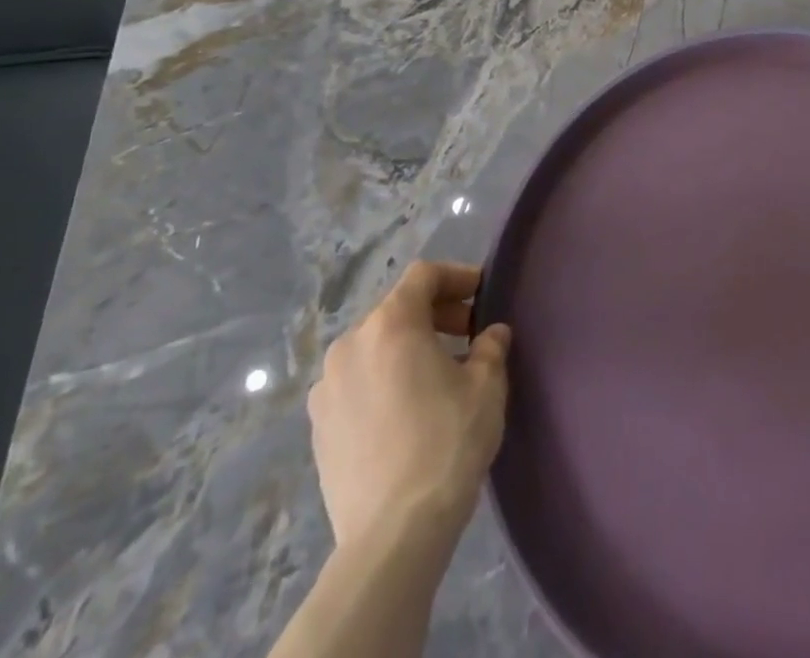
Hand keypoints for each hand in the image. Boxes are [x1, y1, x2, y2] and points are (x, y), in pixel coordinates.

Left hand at [307, 261, 511, 552]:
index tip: (482, 294)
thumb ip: (490, 347)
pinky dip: (383, 378)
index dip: (457, 276)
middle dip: (435, 313)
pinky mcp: (318, 427)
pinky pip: (356, 382)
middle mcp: (350, 345)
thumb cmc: (447, 442)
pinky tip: (407, 409)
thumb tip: (492, 334)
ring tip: (438, 374)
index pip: (423, 276)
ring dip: (407, 347)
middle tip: (468, 334)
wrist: (393, 533)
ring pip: (374, 346)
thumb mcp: (486, 385)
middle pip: (396, 309)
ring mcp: (327, 388)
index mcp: (390, 324)